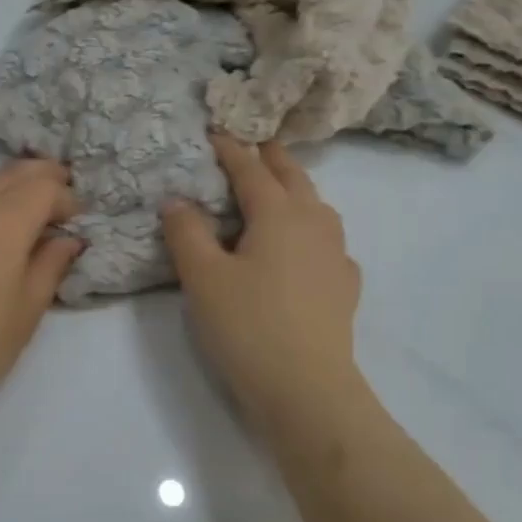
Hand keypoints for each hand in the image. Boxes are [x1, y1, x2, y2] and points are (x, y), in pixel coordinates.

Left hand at [0, 148, 80, 432]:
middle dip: (40, 181)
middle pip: (10, 179)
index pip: (45, 192)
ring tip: (18, 193)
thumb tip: (67, 238)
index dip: (67, 200)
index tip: (76, 221)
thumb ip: (49, 266)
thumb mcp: (26, 313)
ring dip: (1, 185)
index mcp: (5, 225)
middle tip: (58, 195)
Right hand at [161, 134, 362, 435]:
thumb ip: (187, 233)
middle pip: (293, 178)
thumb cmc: (248, 325)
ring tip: (280, 189)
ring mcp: (336, 255)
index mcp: (278, 214)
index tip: (215, 131)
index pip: (251, 170)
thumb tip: (177, 200)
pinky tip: (306, 248)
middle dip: (272, 158)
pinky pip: (329, 242)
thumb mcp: (203, 277)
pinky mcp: (344, 286)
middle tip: (254, 144)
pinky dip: (313, 230)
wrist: (307, 389)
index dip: (230, 150)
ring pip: (318, 206)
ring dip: (297, 189)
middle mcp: (314, 224)